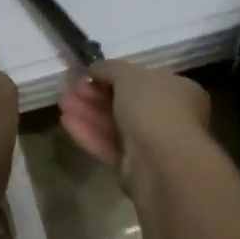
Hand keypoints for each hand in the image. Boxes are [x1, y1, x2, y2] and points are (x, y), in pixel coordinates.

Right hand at [59, 61, 210, 190]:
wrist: (163, 163)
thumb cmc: (153, 108)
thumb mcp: (128, 74)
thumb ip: (109, 68)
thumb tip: (95, 69)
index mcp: (178, 92)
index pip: (143, 80)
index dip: (113, 75)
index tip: (88, 73)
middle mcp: (169, 118)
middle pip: (125, 103)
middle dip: (95, 94)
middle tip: (70, 87)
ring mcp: (152, 146)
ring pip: (114, 125)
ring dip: (87, 112)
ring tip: (61, 101)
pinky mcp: (134, 170)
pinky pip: (109, 147)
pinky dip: (89, 134)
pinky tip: (66, 122)